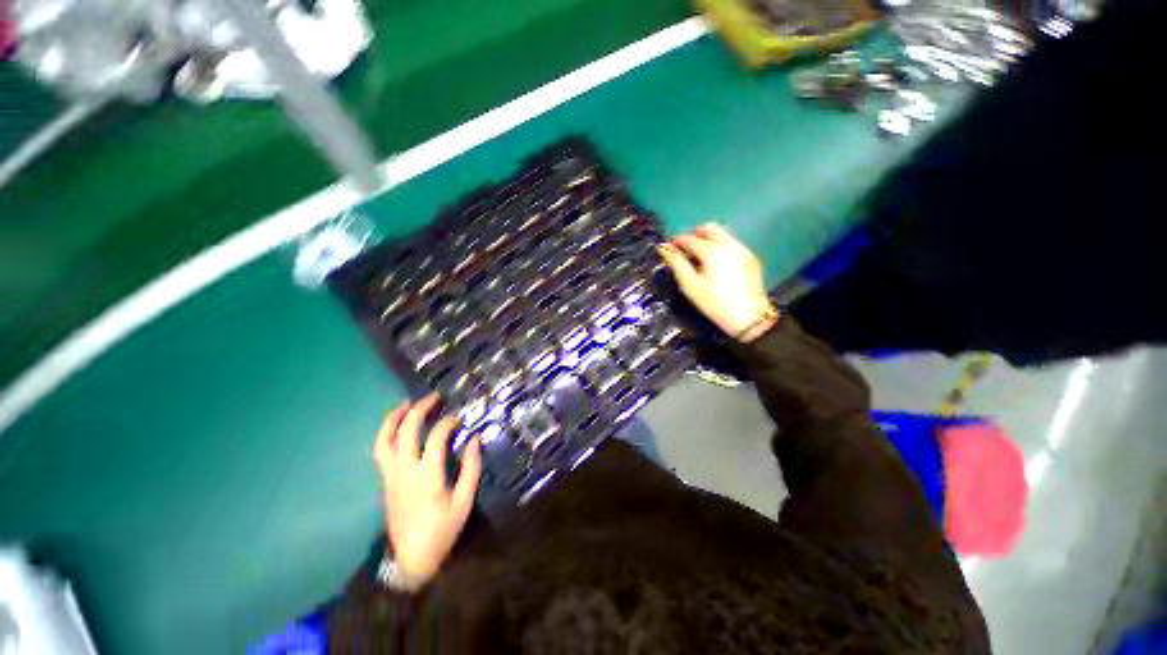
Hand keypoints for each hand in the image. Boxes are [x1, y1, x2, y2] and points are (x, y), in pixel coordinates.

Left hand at [373, 394, 481, 589]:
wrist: (411, 559)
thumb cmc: (442, 529)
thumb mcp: (464, 501)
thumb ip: (471, 468)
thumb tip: (474, 440)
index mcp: (427, 475)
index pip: (435, 437)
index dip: (447, 422)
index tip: (458, 417)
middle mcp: (404, 470)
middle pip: (406, 431)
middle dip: (419, 409)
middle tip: (433, 397)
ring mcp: (391, 475)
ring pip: (384, 440)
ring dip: (394, 418)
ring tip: (406, 404)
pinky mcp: (386, 481)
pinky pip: (381, 451)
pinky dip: (387, 433)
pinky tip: (397, 428)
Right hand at [657, 223, 777, 342]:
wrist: (749, 318)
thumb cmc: (714, 303)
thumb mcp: (690, 286)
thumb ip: (677, 263)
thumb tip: (663, 248)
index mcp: (712, 251)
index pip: (689, 239)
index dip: (676, 242)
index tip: (668, 248)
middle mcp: (729, 245)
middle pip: (709, 228)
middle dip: (693, 235)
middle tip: (684, 250)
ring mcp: (742, 250)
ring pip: (722, 234)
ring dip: (707, 240)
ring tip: (698, 258)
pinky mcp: (750, 258)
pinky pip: (731, 244)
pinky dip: (719, 247)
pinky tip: (715, 264)